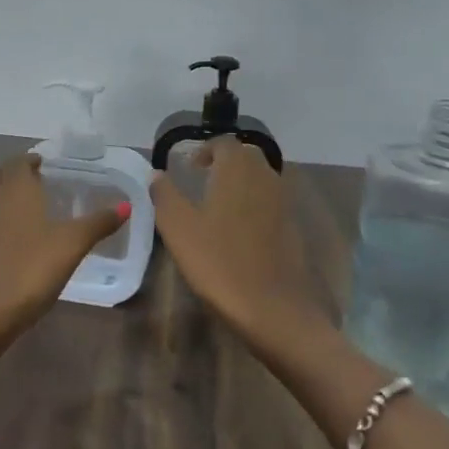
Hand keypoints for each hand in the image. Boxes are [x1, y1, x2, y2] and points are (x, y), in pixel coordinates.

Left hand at [0, 152, 128, 384]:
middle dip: (16, 173)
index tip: (47, 163)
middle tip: (40, 180)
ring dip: (6, 195)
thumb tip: (127, 204)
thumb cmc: (28, 272)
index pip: (18, 163)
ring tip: (31, 206)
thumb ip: (98, 223)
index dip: (31, 159)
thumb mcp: (71, 246)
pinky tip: (19, 238)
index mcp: (16, 193)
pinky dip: (0, 219)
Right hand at [150, 137, 332, 358]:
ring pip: (261, 178)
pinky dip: (254, 204)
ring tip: (217, 205)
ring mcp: (283, 201)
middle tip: (202, 180)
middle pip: (246, 156)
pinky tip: (238, 230)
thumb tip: (156, 174)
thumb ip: (165, 196)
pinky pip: (270, 201)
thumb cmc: (218, 261)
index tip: (189, 168)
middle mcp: (265, 176)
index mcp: (238, 169)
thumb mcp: (179, 229)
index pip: (223, 143)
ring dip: (240, 182)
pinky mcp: (292, 226)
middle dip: (224, 162)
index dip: (204, 150)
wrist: (272, 305)